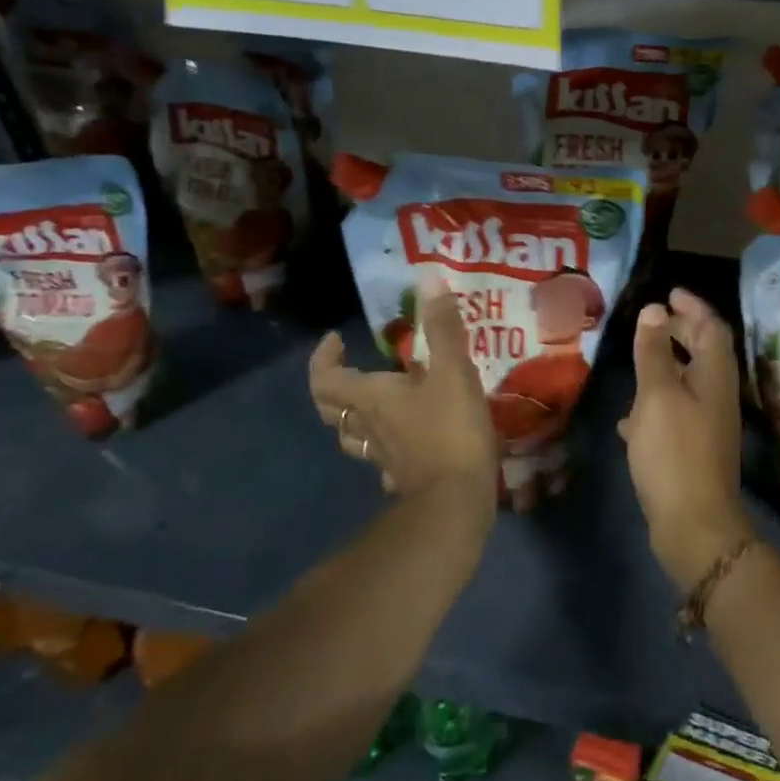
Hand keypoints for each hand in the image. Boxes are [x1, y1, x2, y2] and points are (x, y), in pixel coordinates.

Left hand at [310, 272, 497, 517]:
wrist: (456, 501)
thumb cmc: (450, 431)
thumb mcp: (453, 371)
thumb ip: (442, 327)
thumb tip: (428, 279)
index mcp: (371, 398)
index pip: (325, 379)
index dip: (323, 358)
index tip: (336, 338)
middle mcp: (367, 427)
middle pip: (332, 408)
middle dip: (334, 385)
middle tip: (352, 367)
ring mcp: (382, 457)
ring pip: (353, 436)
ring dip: (355, 416)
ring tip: (377, 400)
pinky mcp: (403, 477)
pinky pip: (381, 458)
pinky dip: (384, 445)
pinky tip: (404, 442)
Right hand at [620, 289, 753, 590]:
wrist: (694, 524)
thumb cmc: (674, 450)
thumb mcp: (657, 394)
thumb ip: (654, 352)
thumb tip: (654, 309)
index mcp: (715, 375)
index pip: (712, 327)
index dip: (693, 307)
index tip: (670, 293)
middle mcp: (718, 395)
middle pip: (704, 352)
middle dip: (681, 332)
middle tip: (653, 319)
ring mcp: (708, 425)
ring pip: (688, 383)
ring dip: (666, 367)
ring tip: (637, 361)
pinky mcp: (694, 450)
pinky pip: (676, 414)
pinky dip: (656, 404)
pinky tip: (630, 419)